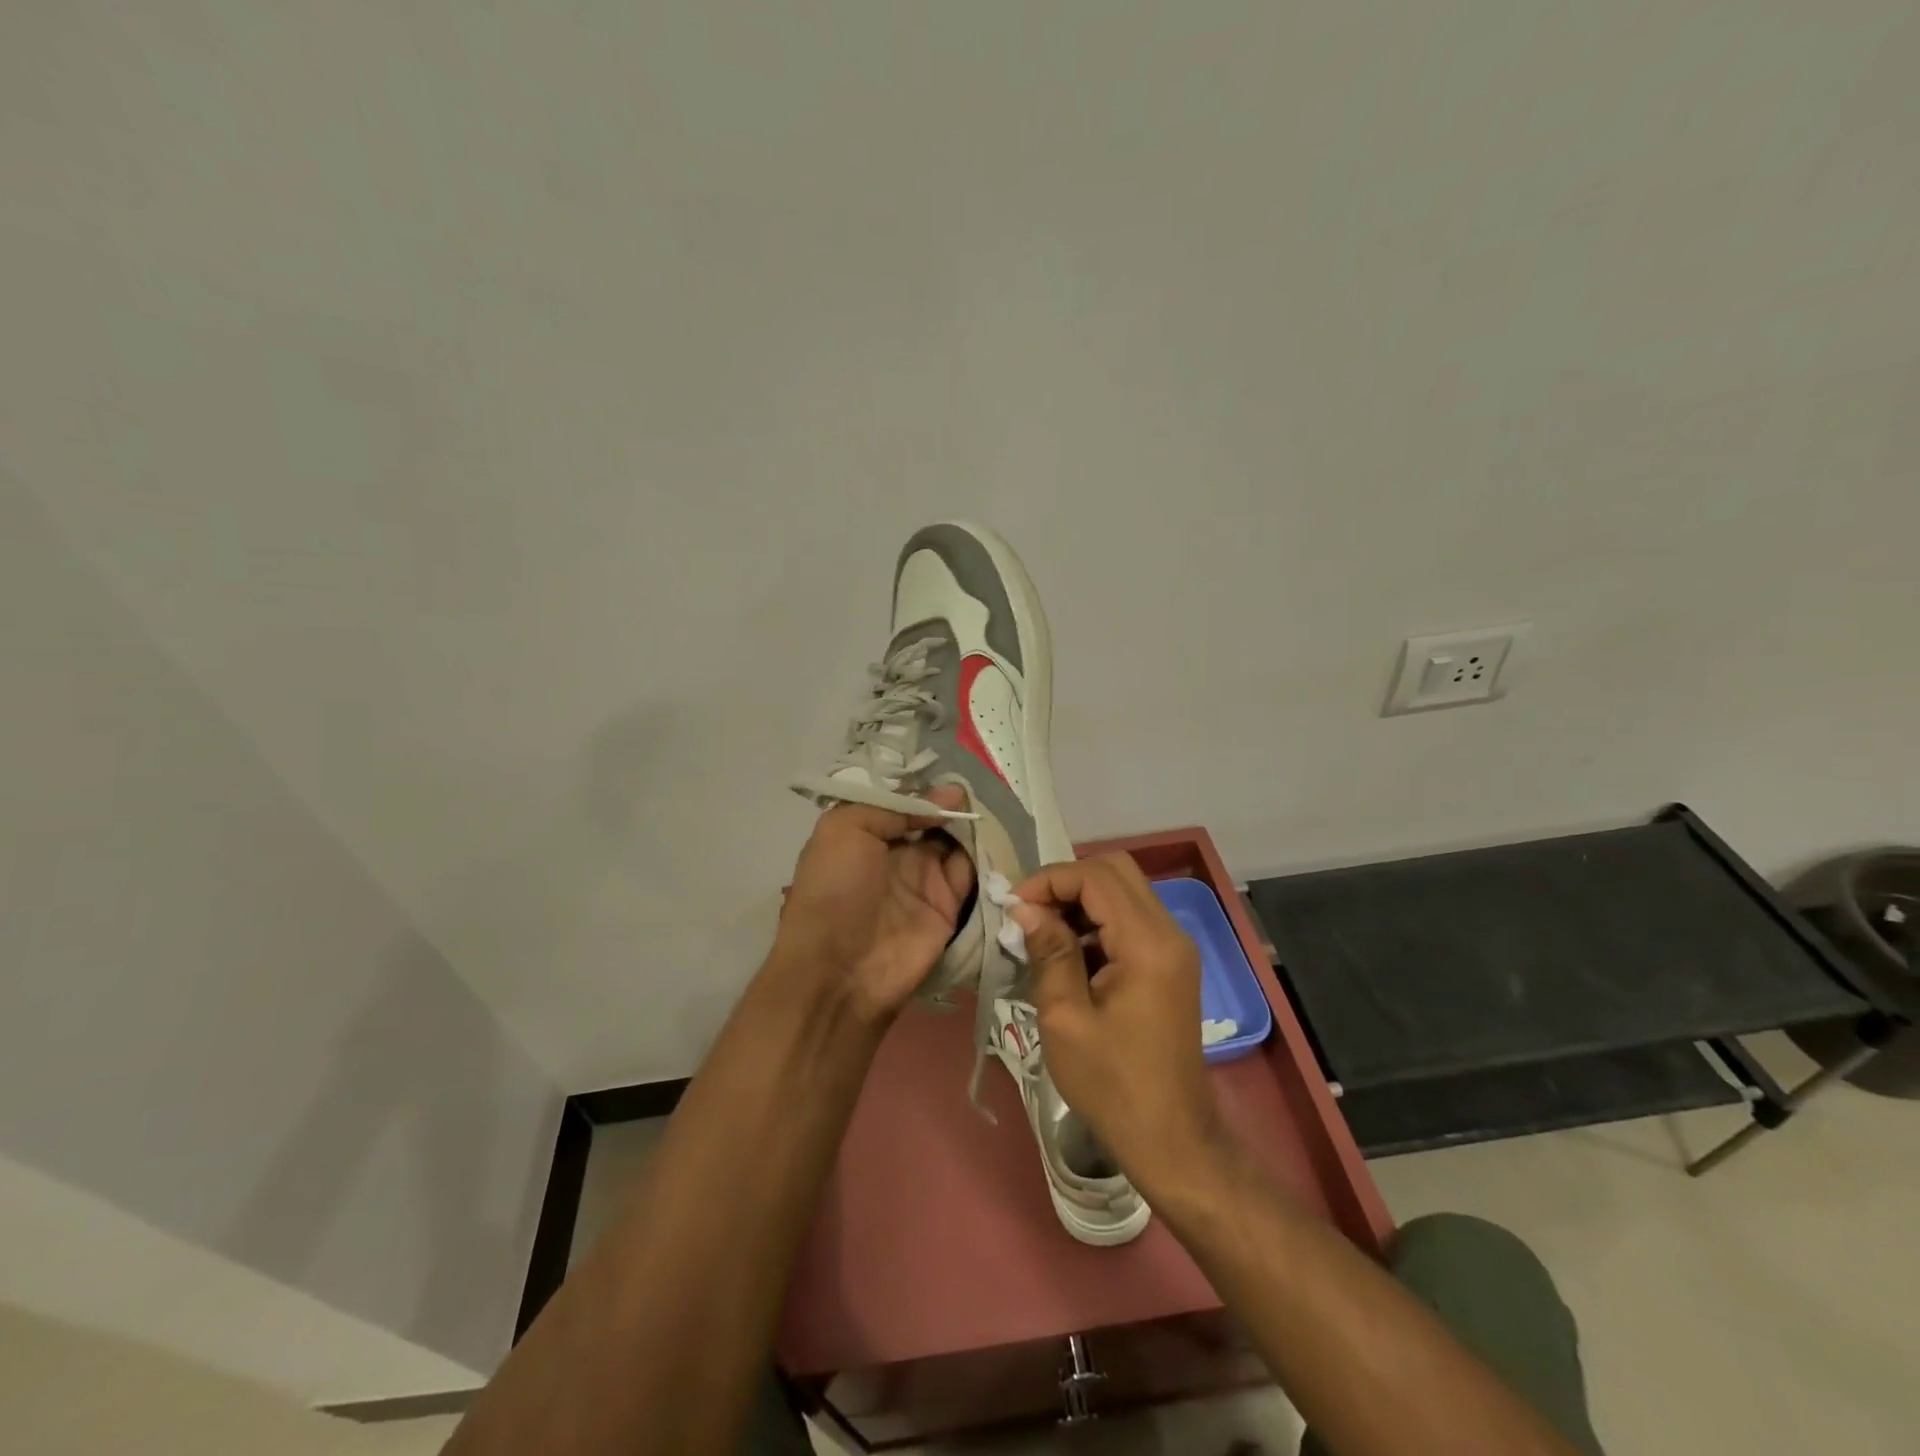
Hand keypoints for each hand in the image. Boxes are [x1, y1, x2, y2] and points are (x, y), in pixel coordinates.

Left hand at [772, 786, 974, 1022]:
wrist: (839, 971)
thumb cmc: (834, 891)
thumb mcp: (845, 829)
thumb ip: (894, 806)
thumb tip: (948, 794)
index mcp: (867, 832)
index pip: (904, 801)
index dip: (927, 787)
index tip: (955, 772)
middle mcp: (897, 852)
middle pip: (935, 819)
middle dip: (955, 804)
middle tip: (983, 786)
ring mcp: (924, 879)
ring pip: (958, 842)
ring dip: (974, 826)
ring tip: (994, 806)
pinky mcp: (949, 907)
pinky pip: (972, 874)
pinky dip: (985, 856)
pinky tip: (996, 836)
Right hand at [1009, 854, 1224, 1194]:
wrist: (1171, 1139)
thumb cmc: (1112, 1085)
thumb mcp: (1065, 1018)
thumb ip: (1048, 953)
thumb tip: (1025, 908)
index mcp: (1148, 944)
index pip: (1097, 877)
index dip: (1050, 880)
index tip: (1014, 907)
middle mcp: (1169, 933)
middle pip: (1116, 871)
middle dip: (1066, 882)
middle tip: (1029, 913)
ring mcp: (1174, 947)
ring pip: (1123, 892)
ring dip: (1080, 901)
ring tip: (1041, 933)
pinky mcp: (1170, 963)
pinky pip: (1130, 919)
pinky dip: (1096, 921)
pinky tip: (1068, 953)